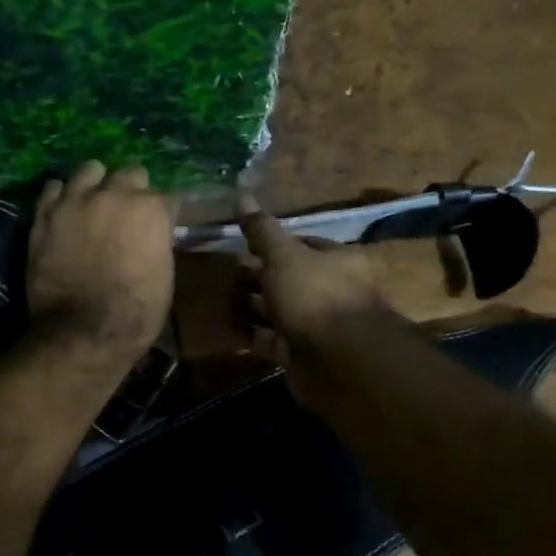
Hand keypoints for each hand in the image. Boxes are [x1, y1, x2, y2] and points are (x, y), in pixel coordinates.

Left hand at [27, 162, 174, 364]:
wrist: (81, 332)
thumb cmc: (135, 313)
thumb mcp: (164, 277)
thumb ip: (158, 243)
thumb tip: (153, 235)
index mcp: (151, 209)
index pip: (166, 198)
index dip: (163, 215)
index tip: (160, 229)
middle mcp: (115, 193)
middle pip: (131, 174)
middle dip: (134, 191)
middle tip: (129, 215)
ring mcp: (76, 200)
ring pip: (91, 169)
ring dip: (98, 183)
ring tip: (95, 203)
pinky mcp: (45, 213)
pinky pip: (54, 187)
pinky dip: (63, 196)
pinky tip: (66, 211)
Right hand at [237, 195, 389, 398]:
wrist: (339, 360)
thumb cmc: (314, 296)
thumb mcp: (284, 256)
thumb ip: (261, 231)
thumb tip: (242, 195)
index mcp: (336, 260)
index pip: (301, 245)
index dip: (271, 245)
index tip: (241, 245)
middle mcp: (329, 290)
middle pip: (286, 279)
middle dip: (254, 276)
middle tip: (222, 275)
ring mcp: (315, 325)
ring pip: (276, 310)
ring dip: (248, 304)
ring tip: (216, 299)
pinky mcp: (299, 353)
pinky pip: (269, 338)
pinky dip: (248, 332)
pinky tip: (224, 324)